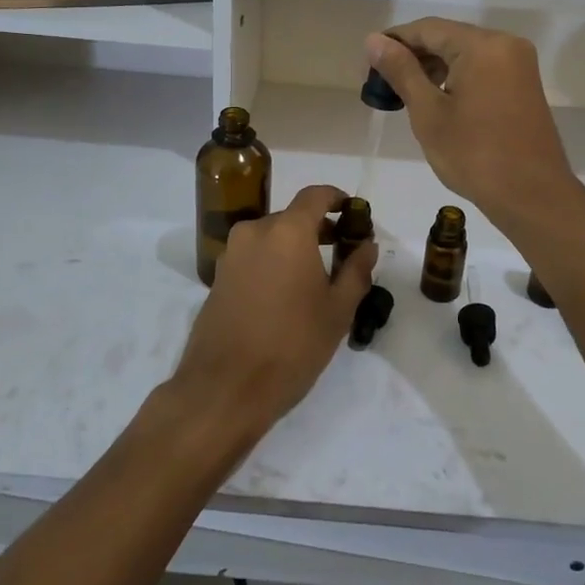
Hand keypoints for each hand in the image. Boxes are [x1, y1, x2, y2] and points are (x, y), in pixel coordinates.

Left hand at [169, 184, 375, 441]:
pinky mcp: (217, 278)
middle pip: (292, 217)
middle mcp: (255, 231)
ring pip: (271, 238)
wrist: (225, 388)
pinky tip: (285, 296)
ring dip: (294, 247)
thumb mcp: (337, 311)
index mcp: (287, 231)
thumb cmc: (291, 345)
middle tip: (342, 253)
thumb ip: (356, 270)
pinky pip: (252, 257)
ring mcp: (231, 254)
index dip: (337, 198)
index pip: (315, 195)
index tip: (353, 213)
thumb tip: (367, 245)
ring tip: (316, 279)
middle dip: (318, 228)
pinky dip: (273, 263)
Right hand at [367, 20, 584, 236]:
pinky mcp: (523, 84)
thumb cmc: (475, 155)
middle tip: (380, 83)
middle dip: (413, 56)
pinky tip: (434, 99)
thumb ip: (401, 71)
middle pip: (448, 38)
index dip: (394, 41)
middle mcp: (505, 44)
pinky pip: (482, 68)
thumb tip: (374, 41)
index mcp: (483, 45)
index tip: (367, 64)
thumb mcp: (429, 113)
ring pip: (464, 53)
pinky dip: (455, 77)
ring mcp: (518, 64)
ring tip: (402, 94)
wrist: (532, 196)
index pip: (428, 29)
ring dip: (433, 68)